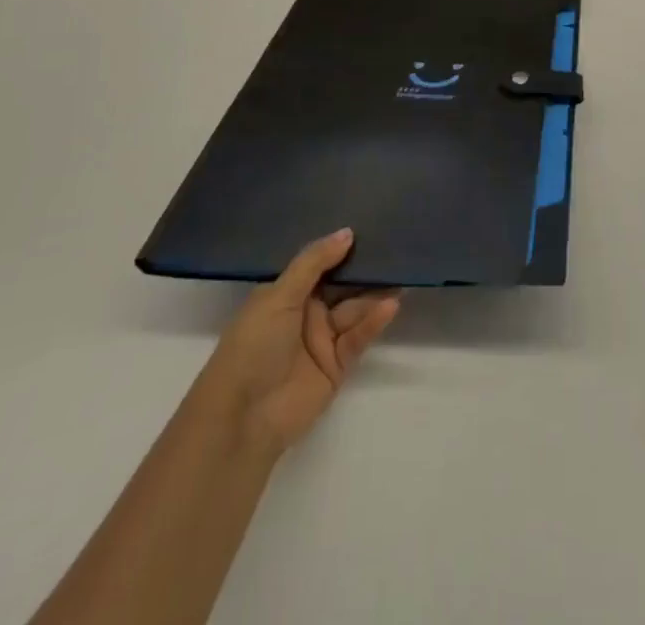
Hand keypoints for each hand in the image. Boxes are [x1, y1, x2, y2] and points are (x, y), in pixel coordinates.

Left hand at [196, 228, 398, 457]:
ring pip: (355, 309)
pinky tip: (391, 305)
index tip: (370, 228)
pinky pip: (358, 337)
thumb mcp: (279, 296)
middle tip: (396, 247)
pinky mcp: (337, 365)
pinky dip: (374, 321)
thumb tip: (348, 232)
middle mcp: (306, 313)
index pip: (320, 264)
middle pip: (342, 286)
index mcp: (285, 294)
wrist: (242, 418)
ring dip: (376, 294)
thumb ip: (314, 263)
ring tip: (402, 274)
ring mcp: (322, 340)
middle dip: (365, 269)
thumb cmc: (253, 346)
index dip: (341, 248)